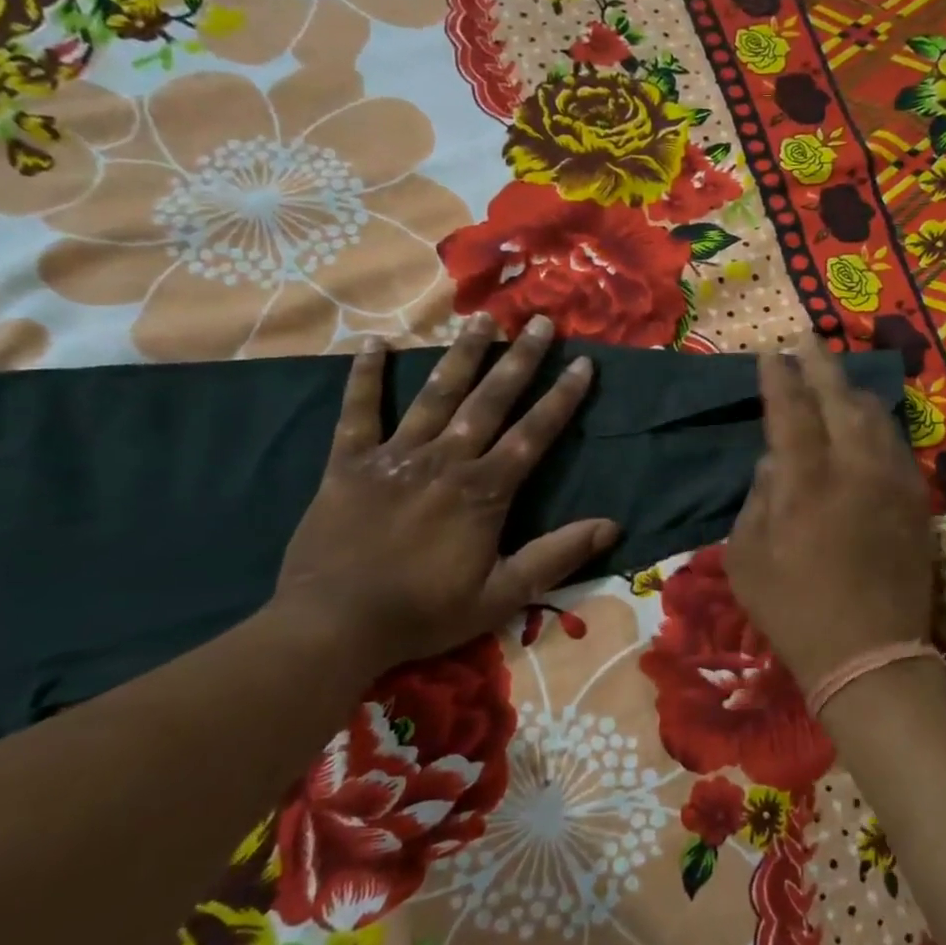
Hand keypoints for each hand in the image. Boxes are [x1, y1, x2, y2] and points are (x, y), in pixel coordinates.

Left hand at [273, 314, 617, 666]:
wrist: (333, 625)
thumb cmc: (424, 612)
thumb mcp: (503, 595)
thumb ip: (556, 555)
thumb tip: (612, 526)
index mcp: (484, 490)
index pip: (533, 433)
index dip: (561, 398)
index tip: (582, 364)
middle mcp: (445, 460)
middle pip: (489, 400)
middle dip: (519, 359)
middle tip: (540, 322)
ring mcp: (395, 456)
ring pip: (434, 395)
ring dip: (461, 355)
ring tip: (481, 319)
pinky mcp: (349, 464)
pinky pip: (358, 412)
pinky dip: (365, 377)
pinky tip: (374, 343)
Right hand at [726, 338, 935, 691]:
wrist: (871, 657)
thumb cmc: (795, 612)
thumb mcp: (747, 560)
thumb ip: (757, 500)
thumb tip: (773, 462)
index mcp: (806, 485)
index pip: (791, 413)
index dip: (779, 380)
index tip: (770, 355)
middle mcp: (855, 472)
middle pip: (840, 401)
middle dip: (821, 366)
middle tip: (807, 341)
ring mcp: (893, 485)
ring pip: (876, 419)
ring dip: (852, 391)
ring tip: (837, 376)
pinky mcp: (918, 503)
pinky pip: (897, 447)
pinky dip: (878, 424)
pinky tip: (869, 420)